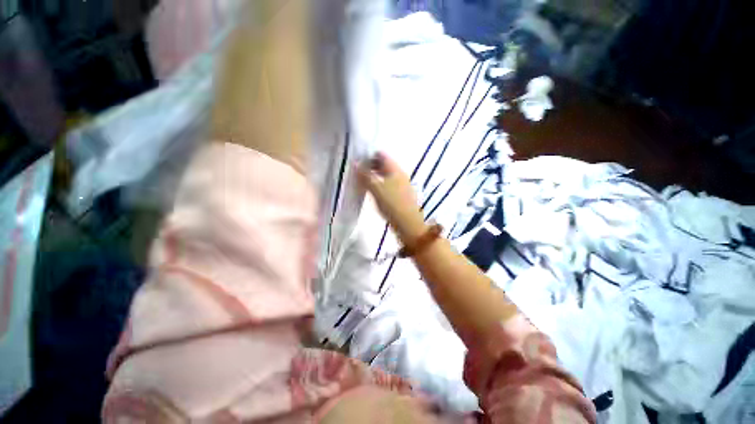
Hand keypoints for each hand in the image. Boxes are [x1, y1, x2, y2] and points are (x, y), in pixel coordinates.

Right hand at [358, 153, 427, 243]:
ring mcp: (401, 185)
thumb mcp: (377, 189)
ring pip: (385, 175)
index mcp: (396, 169)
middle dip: (370, 166)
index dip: (369, 155)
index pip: (381, 155)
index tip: (357, 160)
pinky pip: (388, 184)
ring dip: (374, 175)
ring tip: (361, 181)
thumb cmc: (393, 205)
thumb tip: (355, 163)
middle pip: (384, 164)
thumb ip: (366, 176)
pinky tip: (372, 190)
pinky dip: (379, 184)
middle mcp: (400, 174)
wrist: (409, 225)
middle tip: (357, 171)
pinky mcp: (400, 195)